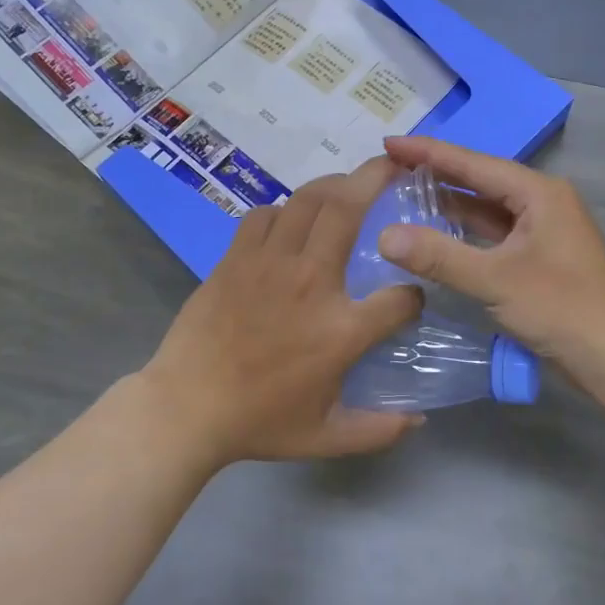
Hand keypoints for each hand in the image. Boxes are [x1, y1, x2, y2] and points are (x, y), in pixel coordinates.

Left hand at [139, 157, 424, 465]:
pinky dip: (284, 208)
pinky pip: (265, 214)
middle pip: (349, 209)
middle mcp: (311, 282)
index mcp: (341, 330)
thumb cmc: (259, 422)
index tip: (410, 300)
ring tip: (348, 183)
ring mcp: (270, 263)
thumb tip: (419, 421)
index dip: (414, 296)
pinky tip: (291, 218)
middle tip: (393, 166)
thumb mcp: (326, 438)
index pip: (400, 297)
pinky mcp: (237, 257)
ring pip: (307, 199)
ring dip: (334, 184)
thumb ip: (378, 430)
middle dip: (376, 178)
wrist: (186, 408)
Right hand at [376, 137, 604, 397]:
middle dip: (437, 174)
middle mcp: (542, 202)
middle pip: (481, 180)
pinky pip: (495, 234)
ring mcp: (543, 230)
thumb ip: (439, 256)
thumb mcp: (496, 280)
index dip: (428, 152)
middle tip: (391, 167)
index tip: (389, 143)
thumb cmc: (562, 308)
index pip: (473, 163)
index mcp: (538, 192)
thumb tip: (385, 236)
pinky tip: (438, 234)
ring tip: (405, 194)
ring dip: (450, 204)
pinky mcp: (540, 257)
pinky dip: (466, 232)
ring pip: (488, 209)